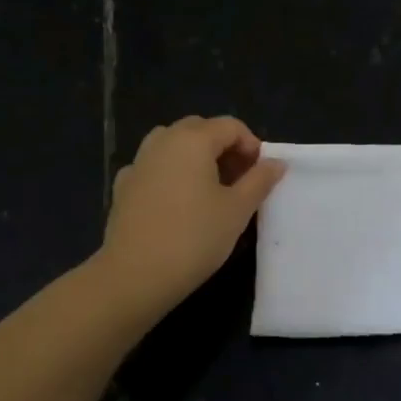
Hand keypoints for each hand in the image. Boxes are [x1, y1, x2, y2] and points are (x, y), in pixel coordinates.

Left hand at [99, 116, 285, 310]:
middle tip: (239, 180)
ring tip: (209, 189)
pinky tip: (176, 202)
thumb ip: (259, 181)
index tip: (260, 174)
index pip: (230, 126)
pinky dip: (170, 174)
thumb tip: (276, 162)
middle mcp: (162, 141)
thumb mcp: (237, 210)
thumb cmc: (194, 238)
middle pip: (199, 129)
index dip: (251, 145)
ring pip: (172, 145)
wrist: (135, 274)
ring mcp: (138, 162)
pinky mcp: (123, 186)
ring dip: (194, 157)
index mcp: (193, 140)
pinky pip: (153, 167)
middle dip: (223, 147)